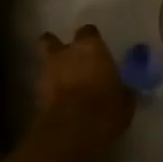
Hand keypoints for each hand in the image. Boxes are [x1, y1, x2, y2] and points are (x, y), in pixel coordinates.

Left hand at [32, 25, 134, 161]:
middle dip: (58, 48)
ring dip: (52, 71)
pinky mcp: (36, 93)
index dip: (91, 41)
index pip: (88, 31)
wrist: (72, 130)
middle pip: (52, 40)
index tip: (97, 53)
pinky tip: (59, 103)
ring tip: (63, 85)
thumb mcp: (125, 102)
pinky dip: (49, 91)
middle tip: (69, 61)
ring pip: (44, 62)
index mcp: (91, 47)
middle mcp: (65, 53)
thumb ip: (123, 91)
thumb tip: (126, 91)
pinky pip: (43, 86)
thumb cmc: (105, 108)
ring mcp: (47, 71)